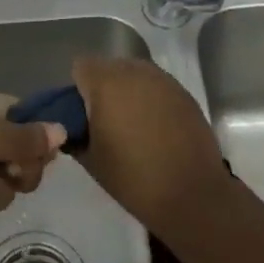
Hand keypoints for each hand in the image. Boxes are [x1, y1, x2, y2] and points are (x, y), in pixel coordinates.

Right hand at [71, 57, 231, 233]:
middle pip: (109, 67)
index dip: (78, 90)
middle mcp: (133, 71)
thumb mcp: (91, 161)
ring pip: (134, 74)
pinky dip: (151, 100)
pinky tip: (158, 130)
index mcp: (106, 83)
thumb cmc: (134, 179)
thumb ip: (75, 135)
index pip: (81, 67)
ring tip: (134, 126)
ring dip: (129, 92)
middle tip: (107, 122)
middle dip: (104, 88)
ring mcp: (162, 79)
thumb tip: (72, 127)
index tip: (83, 116)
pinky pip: (157, 87)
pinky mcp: (183, 92)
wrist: (192, 195)